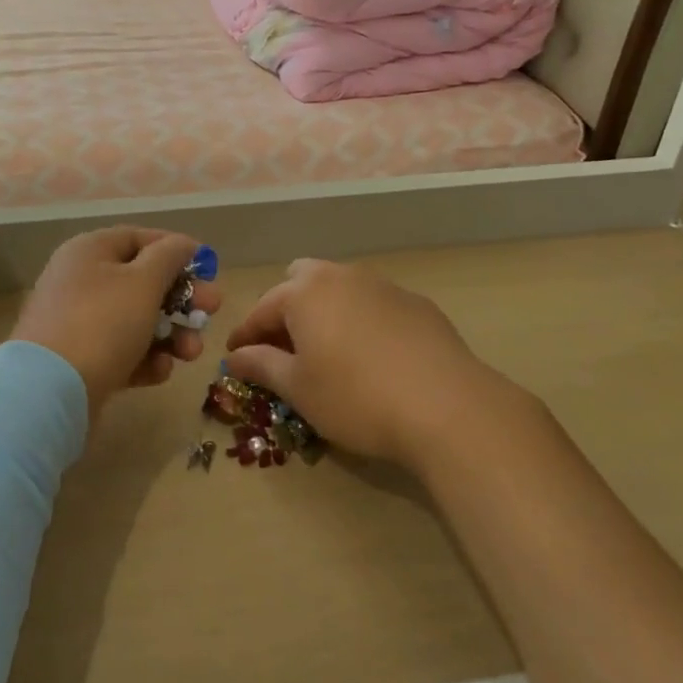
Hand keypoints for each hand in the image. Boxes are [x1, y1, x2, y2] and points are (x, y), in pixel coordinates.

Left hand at [10, 227, 221, 423]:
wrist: (49, 392)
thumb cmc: (102, 323)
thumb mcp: (143, 282)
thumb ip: (169, 257)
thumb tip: (184, 243)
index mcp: (90, 251)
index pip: (140, 238)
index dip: (177, 250)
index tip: (209, 268)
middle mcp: (82, 280)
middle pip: (143, 281)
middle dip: (182, 298)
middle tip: (213, 311)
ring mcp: (79, 322)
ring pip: (137, 320)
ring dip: (171, 333)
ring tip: (191, 352)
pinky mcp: (81, 360)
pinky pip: (122, 351)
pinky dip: (145, 359)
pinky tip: (161, 371)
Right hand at [225, 259, 527, 470]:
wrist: (447, 406)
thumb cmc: (356, 398)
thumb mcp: (299, 389)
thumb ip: (262, 366)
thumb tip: (235, 356)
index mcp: (304, 293)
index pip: (261, 310)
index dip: (245, 336)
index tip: (236, 358)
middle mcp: (340, 276)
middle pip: (300, 282)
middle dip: (286, 310)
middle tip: (286, 348)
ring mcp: (382, 285)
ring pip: (340, 287)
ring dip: (325, 311)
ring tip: (328, 349)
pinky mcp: (416, 302)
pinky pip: (373, 302)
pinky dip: (361, 320)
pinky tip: (373, 354)